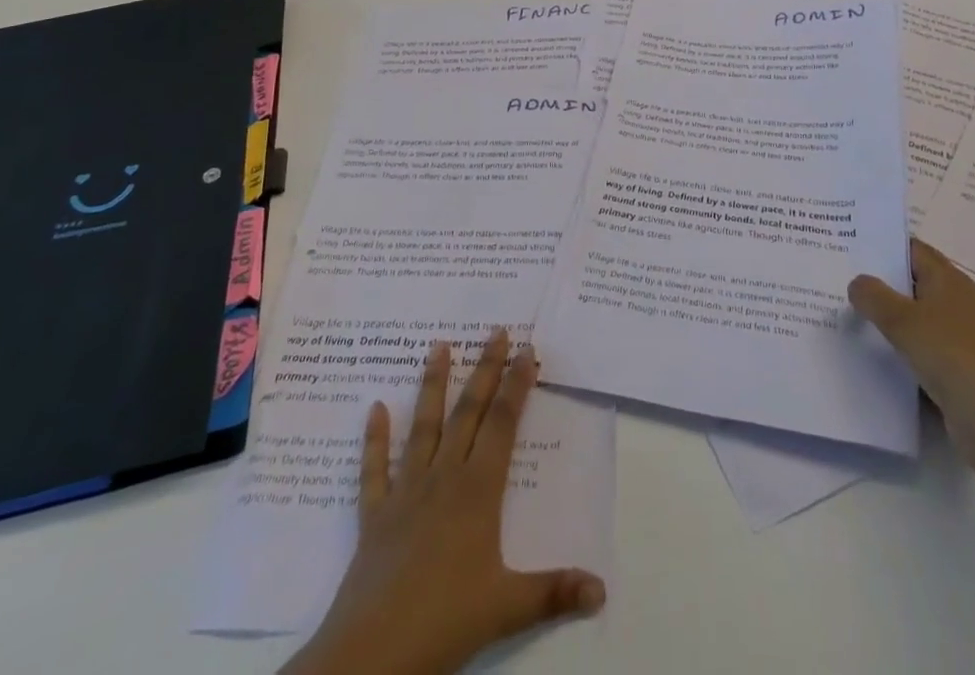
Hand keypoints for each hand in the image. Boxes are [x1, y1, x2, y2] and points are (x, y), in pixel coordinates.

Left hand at [282, 329, 605, 674]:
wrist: (372, 654)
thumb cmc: (445, 623)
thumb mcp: (508, 608)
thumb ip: (554, 592)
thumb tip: (602, 588)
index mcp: (478, 491)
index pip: (503, 425)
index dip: (517, 385)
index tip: (527, 350)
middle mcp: (444, 478)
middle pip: (468, 413)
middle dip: (486, 370)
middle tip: (496, 331)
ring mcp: (405, 493)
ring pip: (423, 427)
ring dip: (432, 386)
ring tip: (438, 345)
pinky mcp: (374, 516)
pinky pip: (374, 470)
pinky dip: (374, 439)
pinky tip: (374, 408)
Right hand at [848, 237, 974, 476]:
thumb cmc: (951, 356)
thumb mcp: (903, 320)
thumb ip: (873, 296)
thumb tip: (856, 282)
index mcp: (948, 279)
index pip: (911, 249)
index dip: (881, 244)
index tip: (846, 243)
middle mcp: (955, 301)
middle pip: (910, 281)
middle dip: (877, 281)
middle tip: (837, 277)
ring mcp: (957, 336)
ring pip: (912, 317)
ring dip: (885, 317)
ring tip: (845, 313)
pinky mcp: (955, 367)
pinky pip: (918, 347)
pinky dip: (897, 347)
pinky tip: (869, 352)